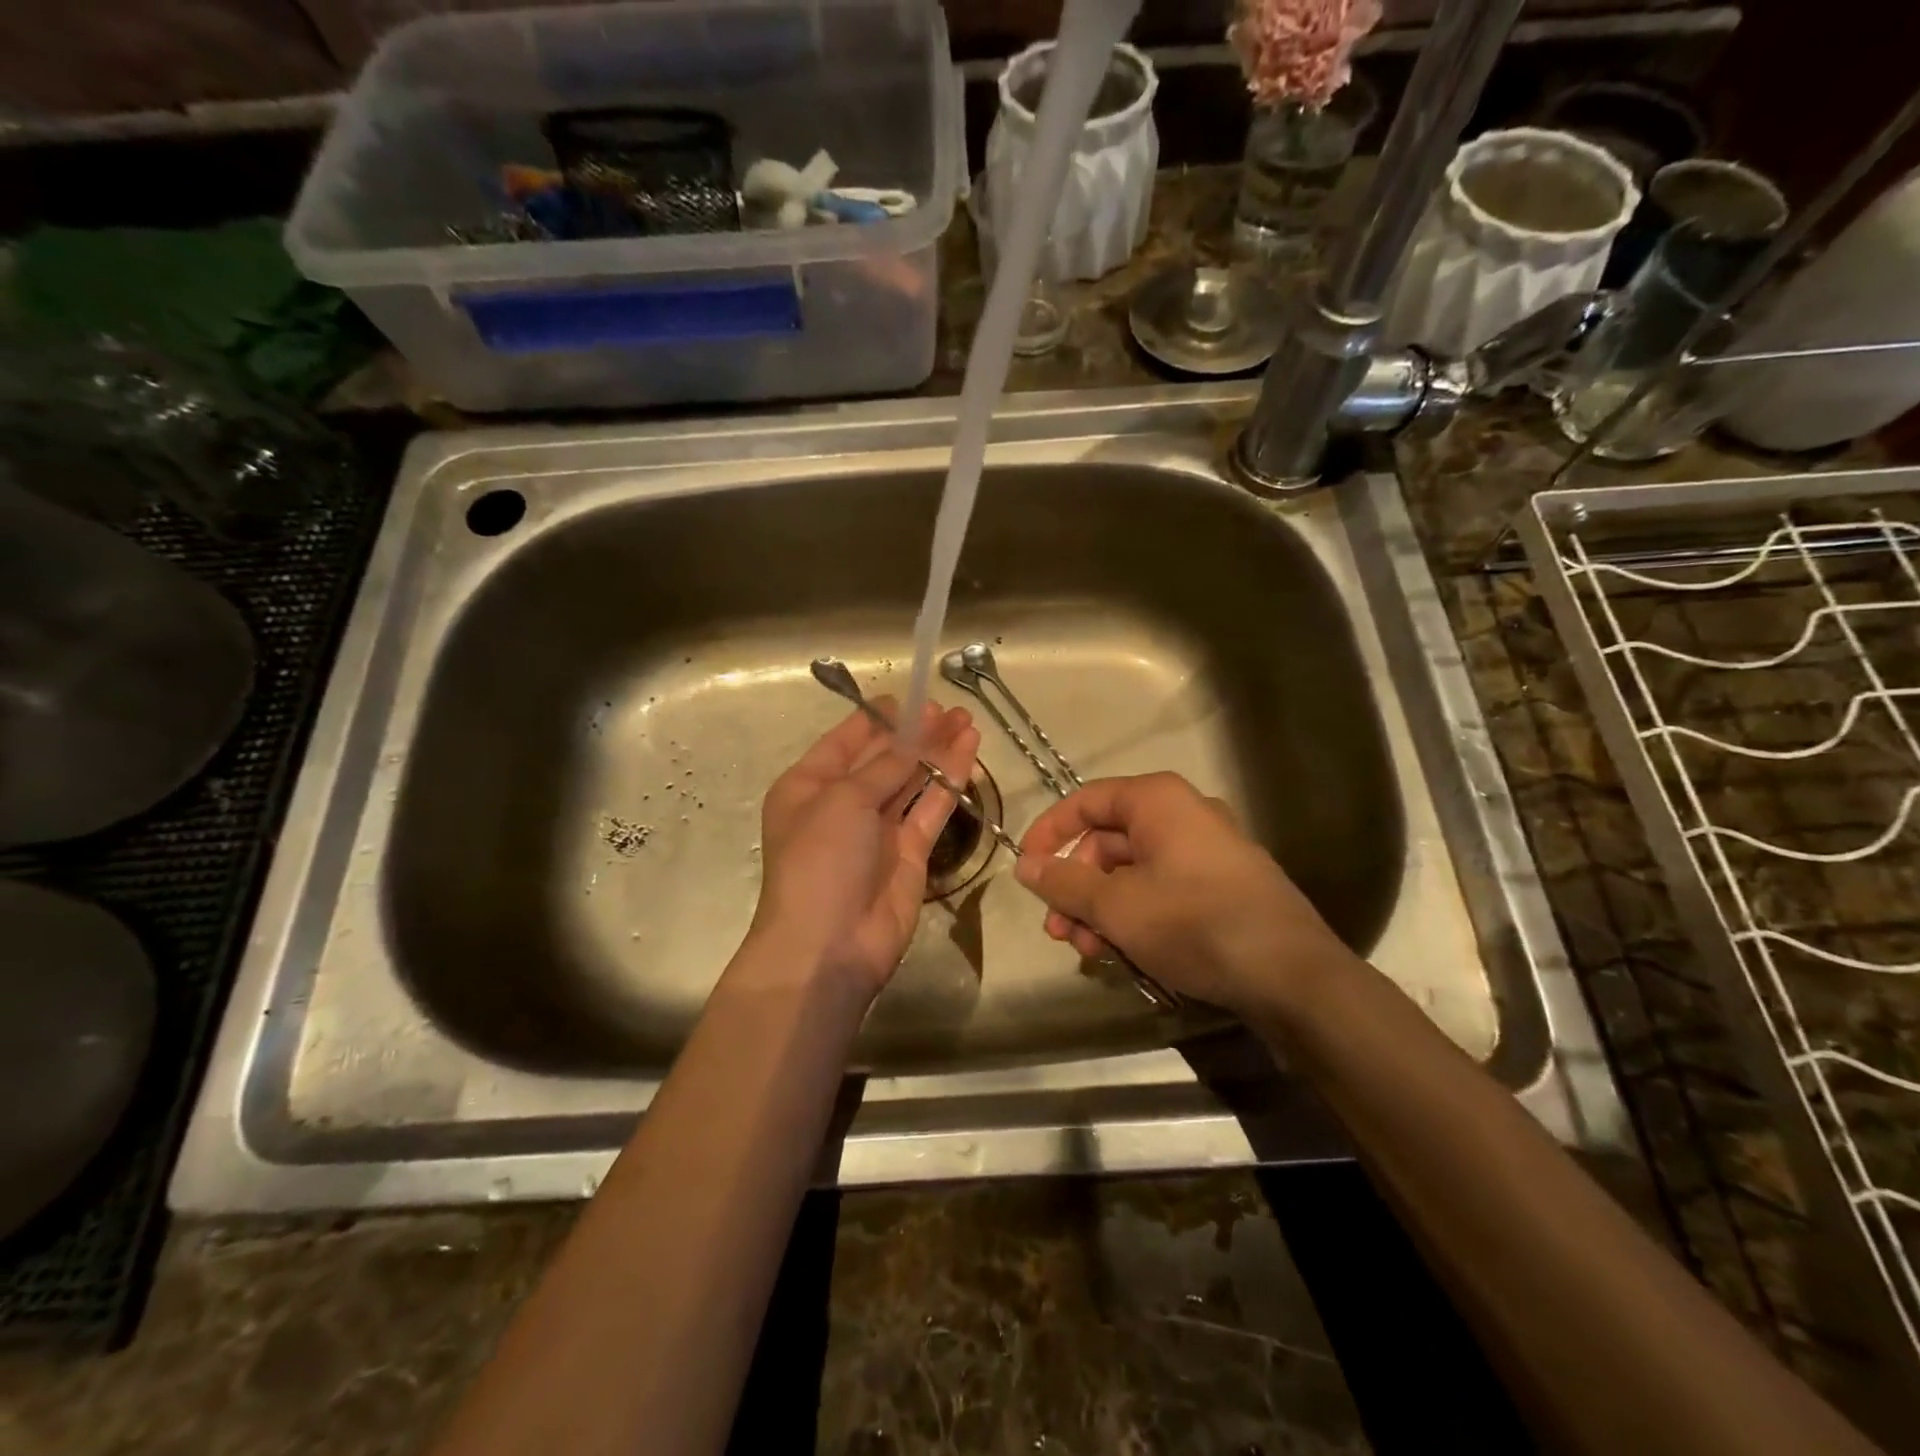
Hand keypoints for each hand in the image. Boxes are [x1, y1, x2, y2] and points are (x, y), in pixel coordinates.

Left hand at [748, 699, 980, 1001]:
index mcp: (808, 787)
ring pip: (911, 780)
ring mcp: (877, 830)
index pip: (844, 742)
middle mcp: (841, 805)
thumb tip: (913, 738)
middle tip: (949, 708)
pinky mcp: (909, 852)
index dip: (876, 718)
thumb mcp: (843, 801)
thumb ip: (884, 766)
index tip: (909, 697)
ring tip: (966, 720)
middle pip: (882, 759)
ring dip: (937, 751)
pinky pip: (931, 808)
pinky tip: (969, 752)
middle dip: (914, 732)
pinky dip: (949, 780)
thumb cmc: (819, 861)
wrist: (829, 946)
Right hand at [1014, 772, 1356, 1018]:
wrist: (1291, 974)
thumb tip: (1024, 865)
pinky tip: (1125, 955)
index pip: (1086, 801)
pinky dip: (1135, 916)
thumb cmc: (1194, 922)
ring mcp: (1207, 852)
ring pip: (1134, 872)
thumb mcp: (1117, 905)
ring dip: (1102, 909)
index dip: (1049, 832)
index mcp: (1158, 801)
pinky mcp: (1222, 888)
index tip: (1026, 868)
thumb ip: (1064, 883)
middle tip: (1058, 930)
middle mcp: (1183, 815)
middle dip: (1076, 887)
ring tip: (1089, 952)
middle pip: (1108, 841)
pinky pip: (1162, 890)